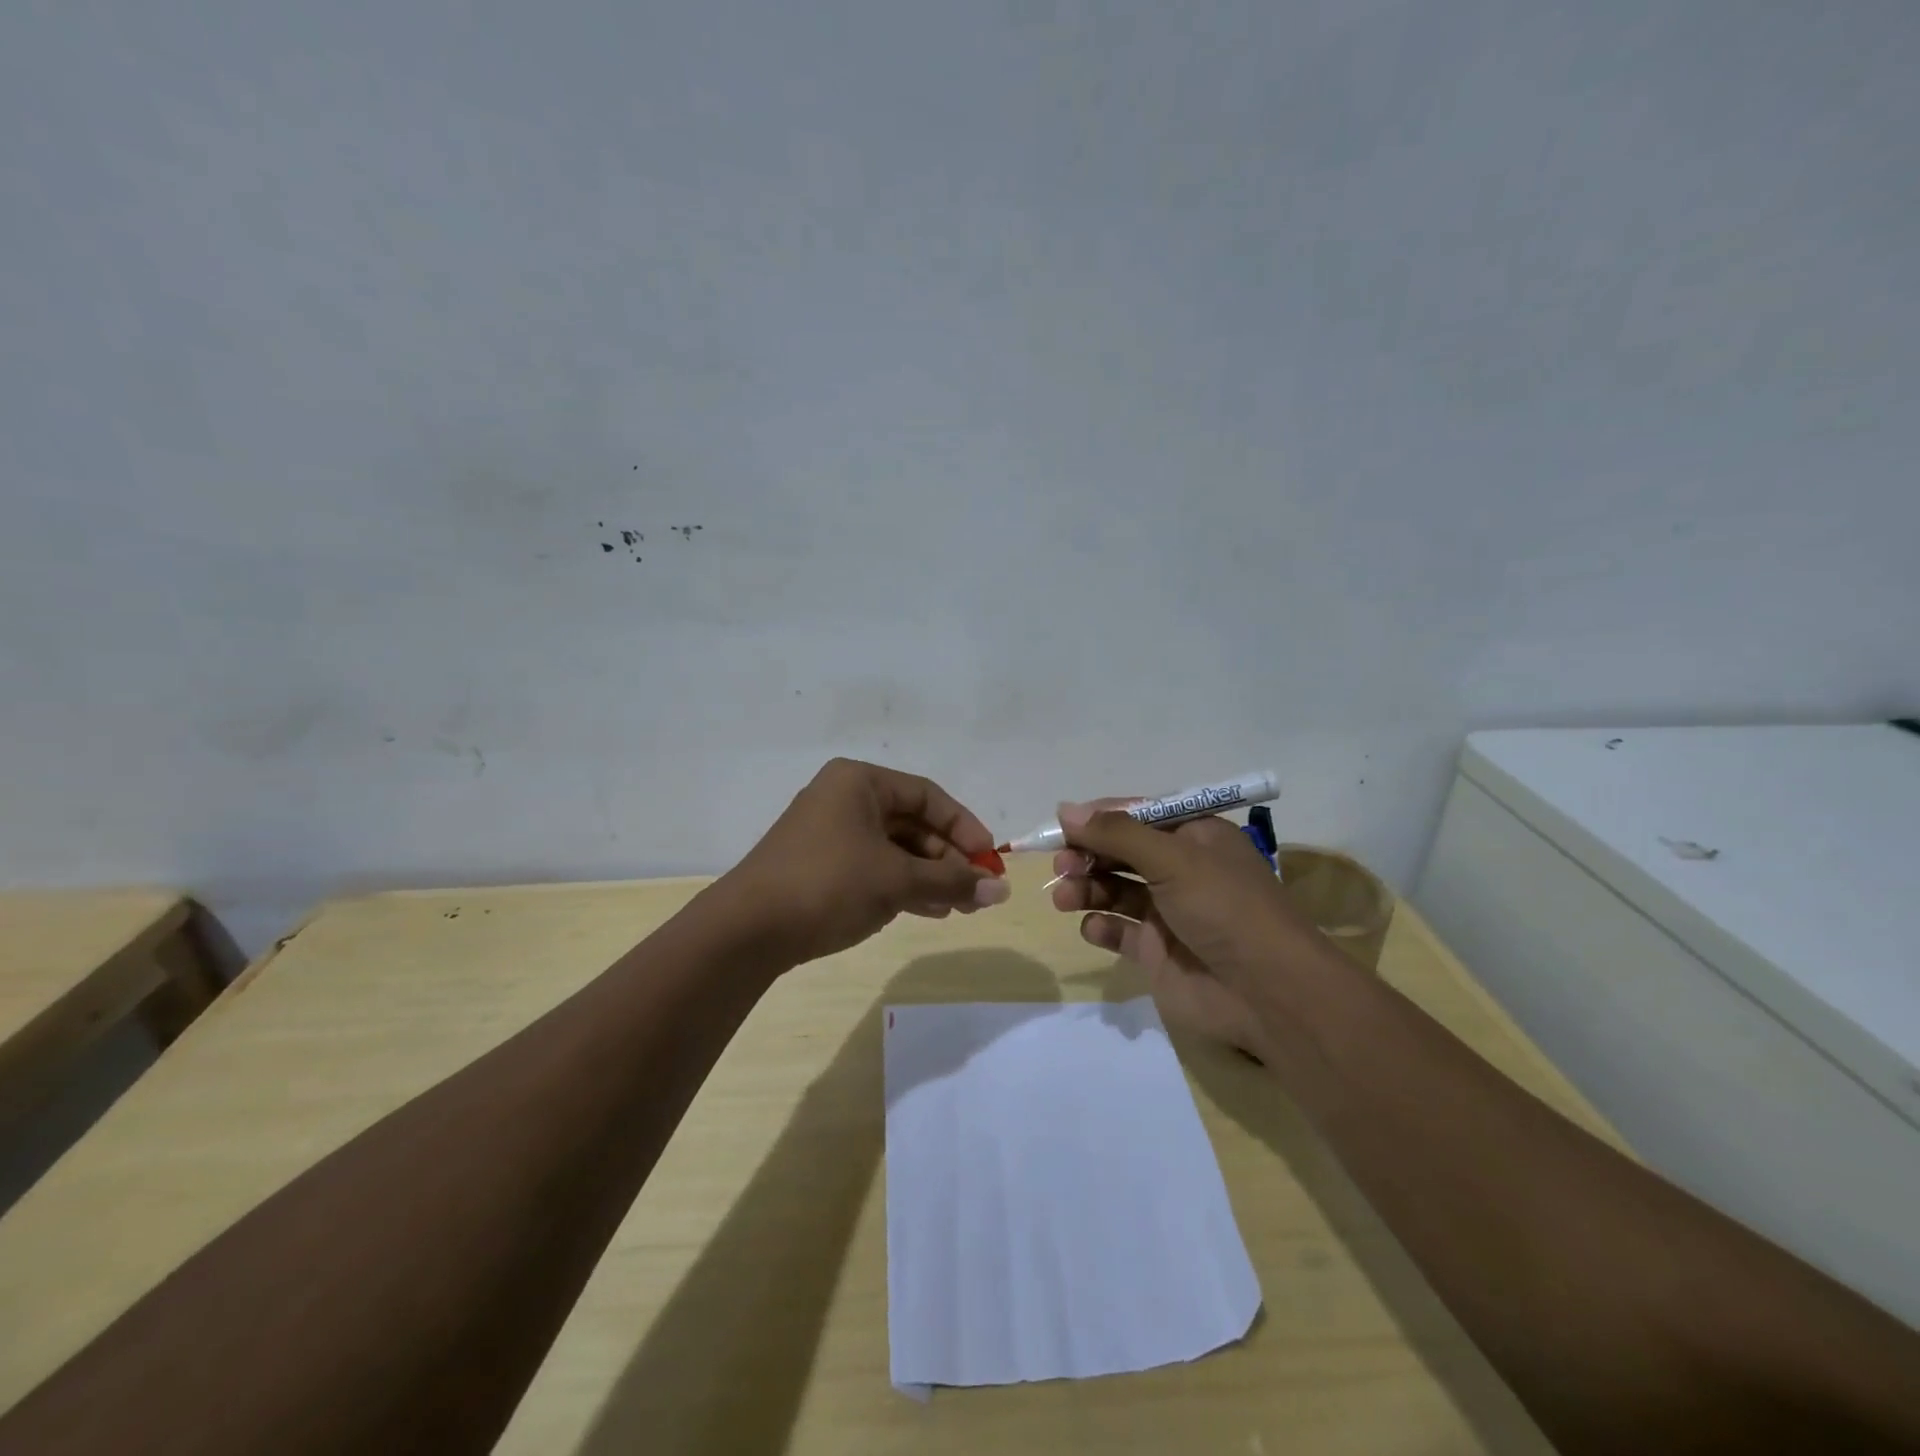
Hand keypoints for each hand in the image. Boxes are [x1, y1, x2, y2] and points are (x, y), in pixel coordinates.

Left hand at [723, 758, 1009, 966]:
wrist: (747, 930)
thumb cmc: (829, 884)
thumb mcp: (896, 880)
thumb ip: (952, 880)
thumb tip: (1002, 890)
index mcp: (860, 782)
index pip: (927, 796)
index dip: (963, 826)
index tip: (988, 859)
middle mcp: (844, 798)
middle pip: (911, 823)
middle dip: (947, 859)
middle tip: (977, 892)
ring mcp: (829, 833)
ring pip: (894, 848)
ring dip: (929, 876)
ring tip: (958, 907)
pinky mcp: (820, 865)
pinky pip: (873, 867)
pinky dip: (901, 886)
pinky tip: (927, 910)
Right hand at [1049, 799, 1331, 1059]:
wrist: (1268, 993)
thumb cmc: (1224, 908)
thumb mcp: (1173, 858)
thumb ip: (1116, 834)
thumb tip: (1065, 809)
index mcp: (1194, 836)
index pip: (1137, 814)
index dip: (1098, 817)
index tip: (1061, 825)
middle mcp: (1181, 869)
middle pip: (1121, 852)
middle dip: (1088, 855)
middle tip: (1062, 866)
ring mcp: (1168, 912)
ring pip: (1114, 889)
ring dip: (1086, 888)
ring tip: (1064, 898)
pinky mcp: (1157, 952)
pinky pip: (1119, 931)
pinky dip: (1101, 927)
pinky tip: (1095, 928)